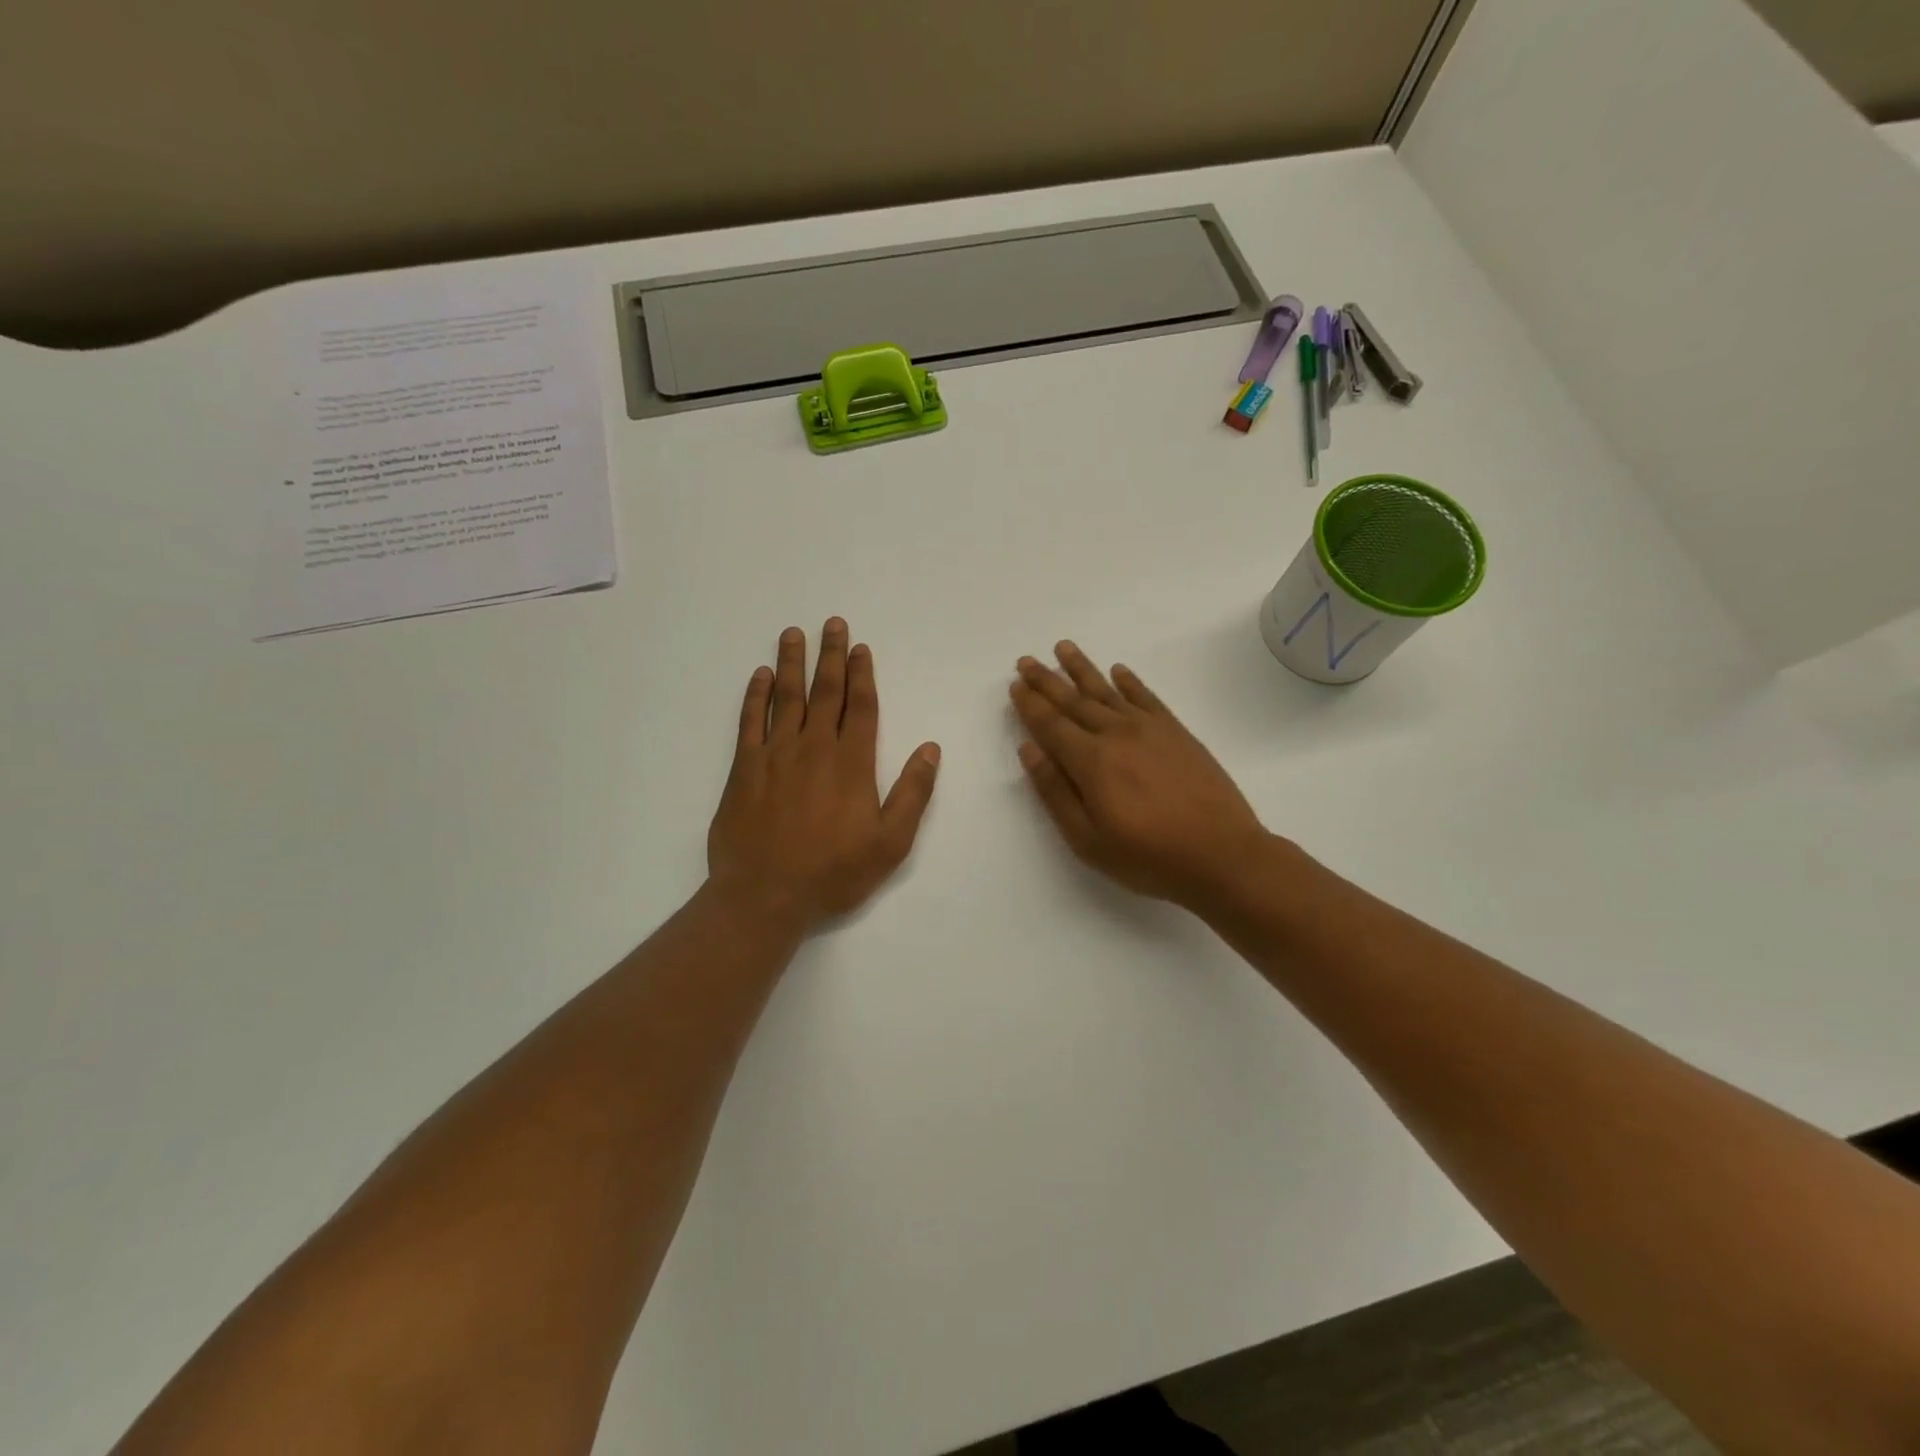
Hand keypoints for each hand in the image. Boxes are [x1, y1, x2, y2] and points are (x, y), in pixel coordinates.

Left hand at [708, 619, 940, 930]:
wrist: (764, 896)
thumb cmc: (833, 873)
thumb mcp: (890, 843)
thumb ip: (913, 793)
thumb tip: (930, 749)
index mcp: (852, 763)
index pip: (861, 707)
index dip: (862, 675)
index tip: (861, 648)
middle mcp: (814, 748)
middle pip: (825, 692)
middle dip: (831, 656)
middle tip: (832, 623)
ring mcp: (775, 755)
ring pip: (786, 698)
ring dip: (792, 663)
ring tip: (793, 633)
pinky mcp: (743, 769)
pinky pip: (749, 722)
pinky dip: (755, 696)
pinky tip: (760, 676)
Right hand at [1010, 643, 1270, 911]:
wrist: (1222, 855)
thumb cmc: (1148, 857)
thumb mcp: (1088, 840)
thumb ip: (1055, 792)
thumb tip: (1029, 750)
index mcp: (1091, 762)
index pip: (1051, 724)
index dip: (1030, 704)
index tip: (1015, 685)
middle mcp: (1117, 735)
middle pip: (1074, 700)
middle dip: (1047, 680)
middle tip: (1026, 660)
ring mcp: (1150, 729)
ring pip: (1107, 691)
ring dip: (1082, 669)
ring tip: (1063, 648)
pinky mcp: (1177, 732)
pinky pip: (1147, 697)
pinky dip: (1130, 682)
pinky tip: (1119, 671)